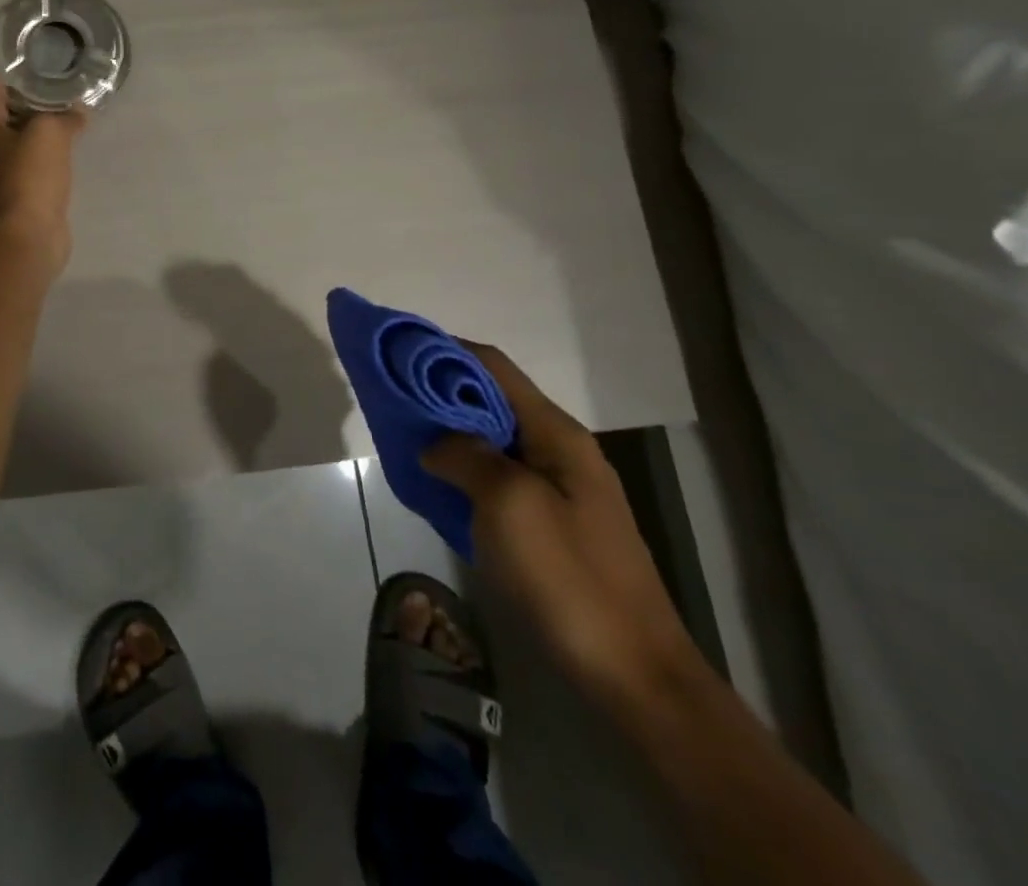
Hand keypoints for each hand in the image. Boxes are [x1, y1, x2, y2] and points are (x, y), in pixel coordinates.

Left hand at [0, 81, 85, 271]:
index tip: (24, 61)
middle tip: (57, 83)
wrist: (30, 234)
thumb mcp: (49, 132)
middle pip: (9, 118)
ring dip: (44, 131)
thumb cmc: (30, 175)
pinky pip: (40, 166)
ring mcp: (7, 176)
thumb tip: (79, 110)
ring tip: (69, 112)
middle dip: (30, 102)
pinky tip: (71, 148)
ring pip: (26, 144)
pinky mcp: (26, 195)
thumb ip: (64, 116)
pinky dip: (53, 155)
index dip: (7, 76)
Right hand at [422, 345, 702, 708]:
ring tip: (404, 433)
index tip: (398, 350)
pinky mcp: (552, 524)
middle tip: (392, 395)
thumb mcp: (508, 504)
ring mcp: (558, 489)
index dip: (445, 350)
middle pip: (492, 399)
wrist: (636, 677)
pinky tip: (436, 481)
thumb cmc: (569, 577)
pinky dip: (464, 466)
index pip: (493, 367)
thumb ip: (465, 456)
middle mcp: (559, 450)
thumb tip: (435, 443)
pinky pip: (498, 476)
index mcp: (556, 433)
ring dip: (450, 430)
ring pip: (493, 438)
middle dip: (441, 390)